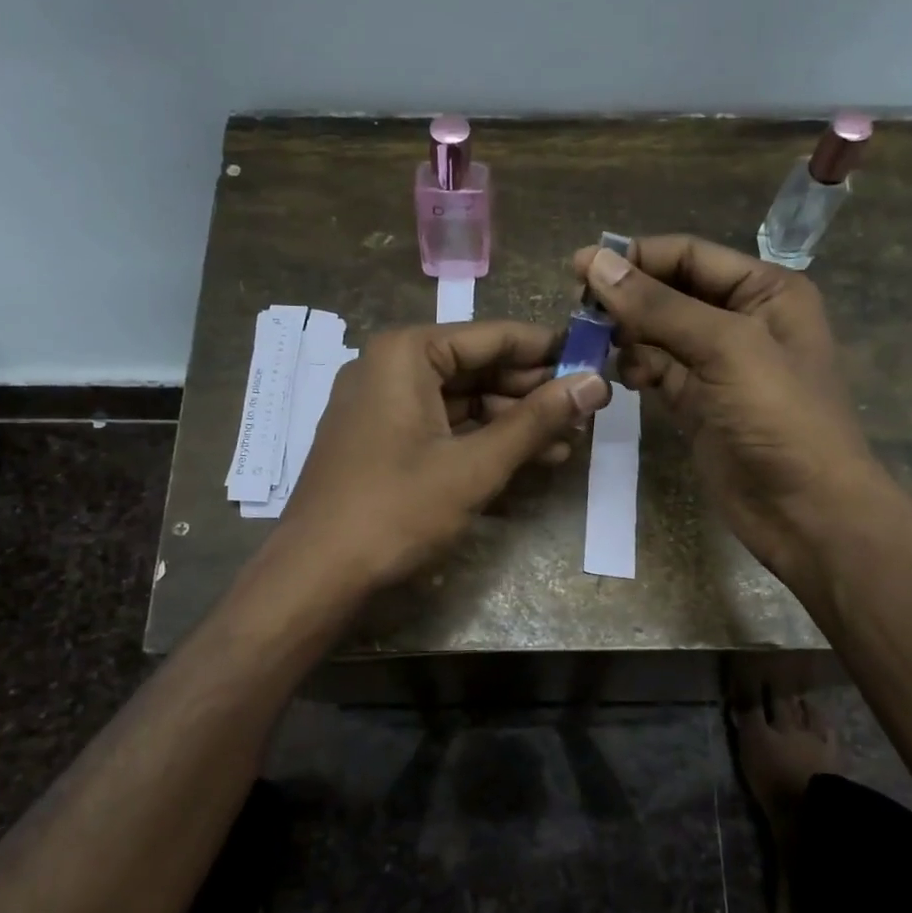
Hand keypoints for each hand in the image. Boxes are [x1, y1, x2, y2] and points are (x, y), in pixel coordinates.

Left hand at [279, 321, 609, 589]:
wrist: (316, 575)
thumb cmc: (396, 510)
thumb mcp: (475, 466)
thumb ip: (536, 421)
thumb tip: (595, 383)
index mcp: (406, 354)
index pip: (493, 336)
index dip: (548, 350)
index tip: (595, 362)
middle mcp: (390, 367)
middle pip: (477, 367)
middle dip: (533, 392)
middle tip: (587, 410)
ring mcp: (382, 406)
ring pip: (462, 401)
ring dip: (514, 422)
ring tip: (569, 441)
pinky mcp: (382, 442)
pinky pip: (442, 427)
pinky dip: (482, 441)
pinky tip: (528, 459)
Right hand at [570, 235, 882, 581]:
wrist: (806, 511)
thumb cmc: (780, 418)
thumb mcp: (725, 348)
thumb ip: (659, 306)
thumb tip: (597, 263)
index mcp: (765, 290)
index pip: (689, 256)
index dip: (636, 257)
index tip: (579, 268)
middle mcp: (742, 319)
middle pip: (669, 292)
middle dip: (627, 299)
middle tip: (580, 312)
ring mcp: (718, 364)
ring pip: (657, 333)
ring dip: (627, 337)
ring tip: (599, 348)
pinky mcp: (697, 401)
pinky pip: (657, 370)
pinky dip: (636, 369)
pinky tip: (626, 380)